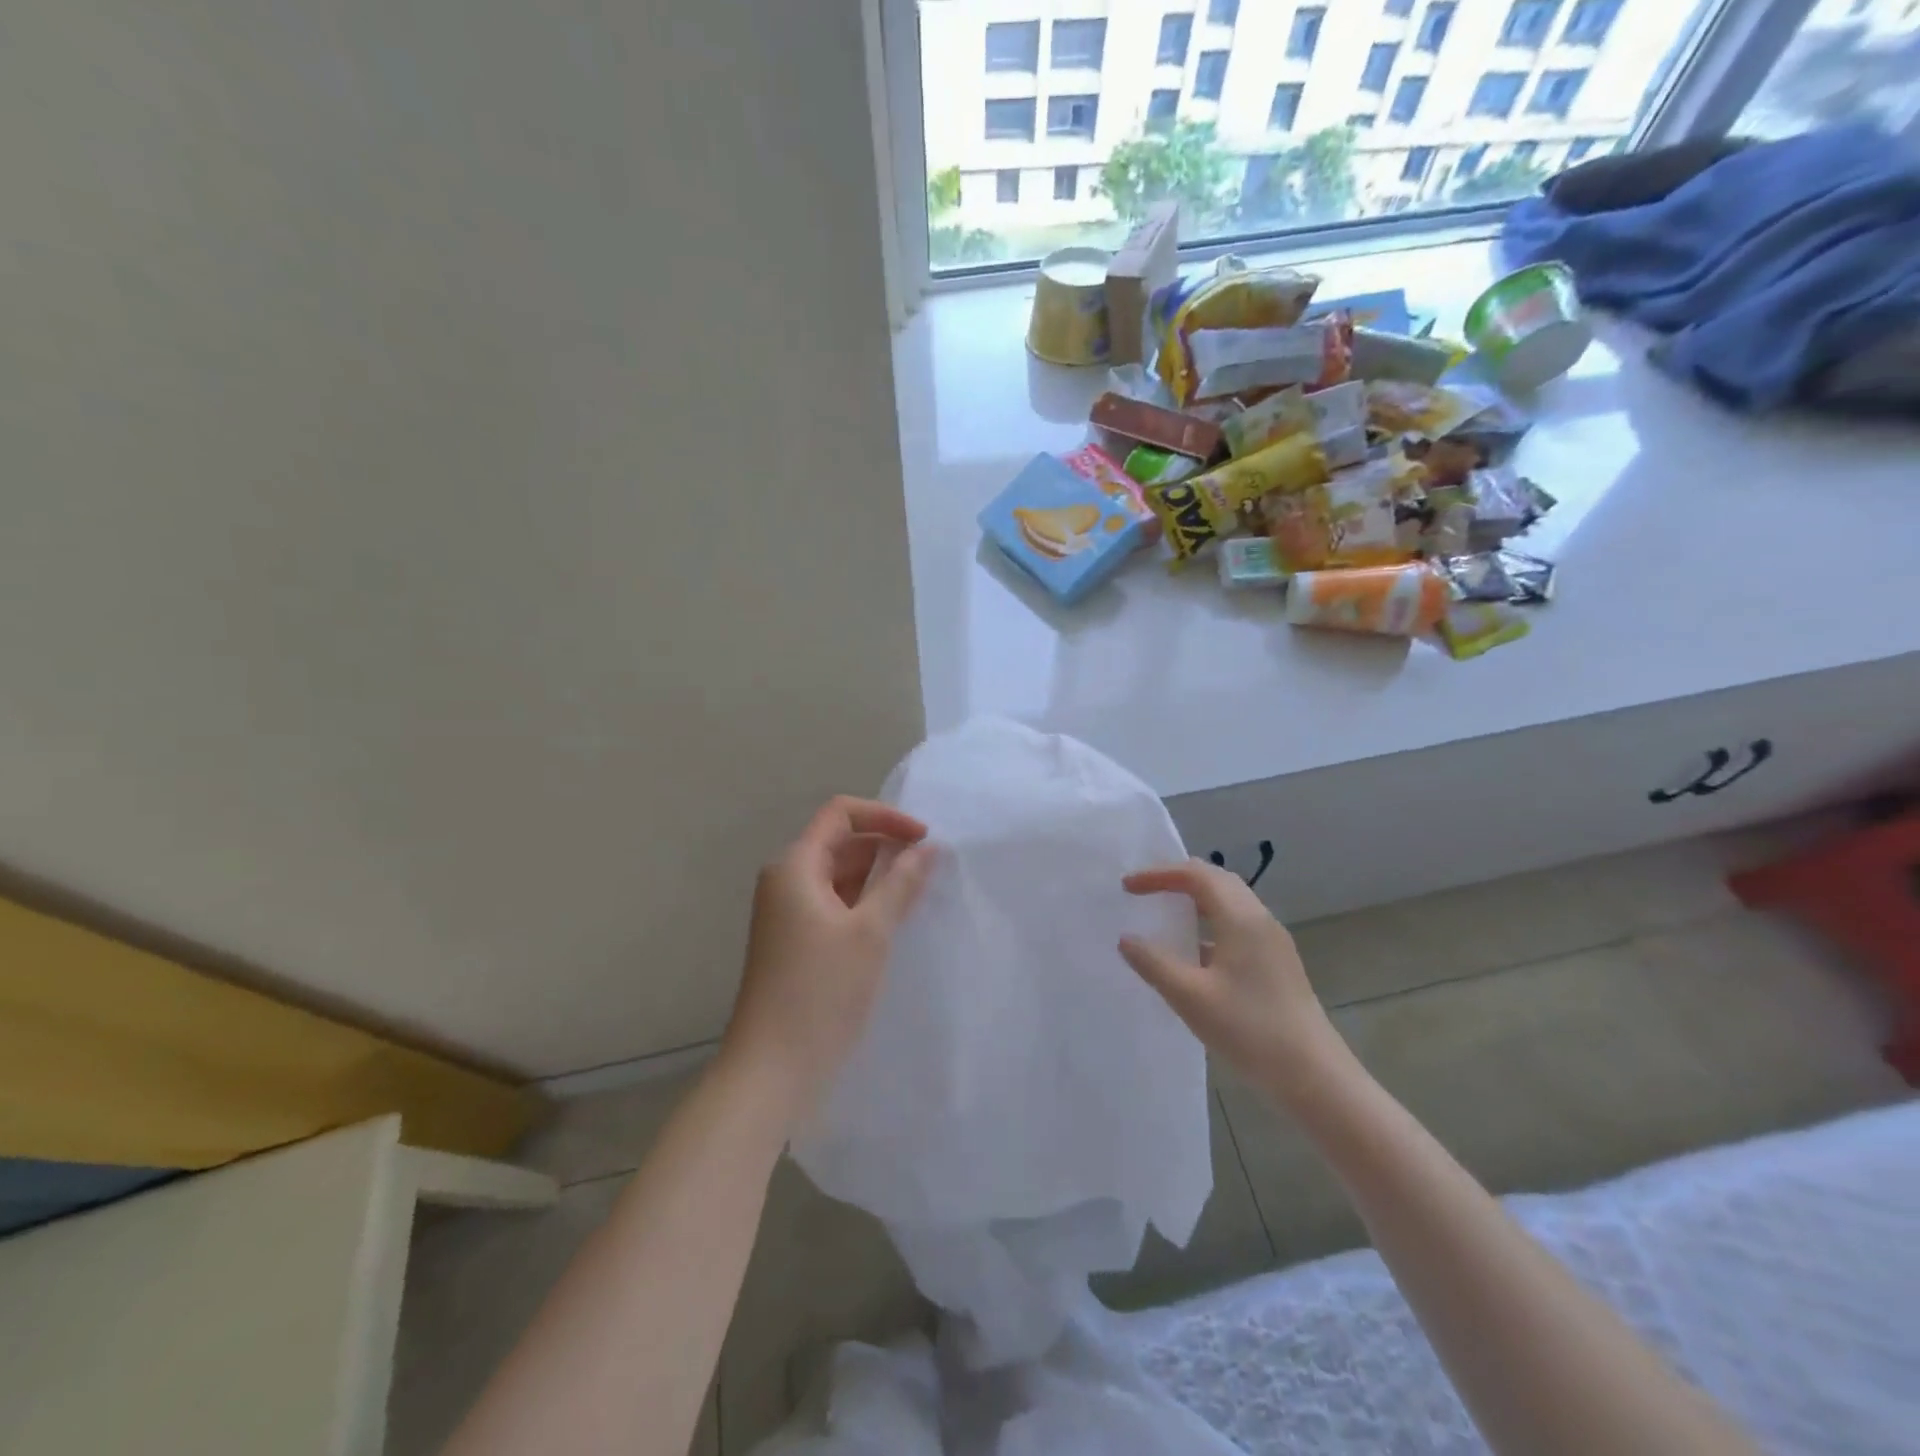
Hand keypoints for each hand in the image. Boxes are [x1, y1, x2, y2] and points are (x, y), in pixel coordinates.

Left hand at [721, 796, 935, 1121]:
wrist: (772, 1069)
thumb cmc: (821, 992)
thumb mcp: (870, 932)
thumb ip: (901, 883)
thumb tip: (927, 848)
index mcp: (795, 866)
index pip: (840, 814)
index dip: (884, 817)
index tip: (923, 838)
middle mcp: (787, 881)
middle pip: (840, 843)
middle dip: (886, 847)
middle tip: (931, 865)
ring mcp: (789, 913)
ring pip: (839, 876)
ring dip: (878, 877)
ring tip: (921, 890)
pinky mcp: (797, 941)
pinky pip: (835, 904)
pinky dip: (865, 903)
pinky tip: (896, 919)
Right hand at [1118, 859, 1340, 1095]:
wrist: (1314, 1076)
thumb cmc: (1250, 1030)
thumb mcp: (1190, 997)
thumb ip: (1154, 963)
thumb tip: (1126, 939)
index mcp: (1241, 918)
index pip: (1196, 875)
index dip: (1159, 874)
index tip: (1128, 886)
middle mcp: (1260, 919)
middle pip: (1216, 880)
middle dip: (1177, 878)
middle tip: (1144, 890)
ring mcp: (1272, 942)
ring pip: (1229, 902)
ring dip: (1195, 899)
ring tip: (1164, 912)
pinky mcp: (1277, 963)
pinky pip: (1238, 924)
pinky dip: (1209, 922)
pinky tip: (1193, 951)